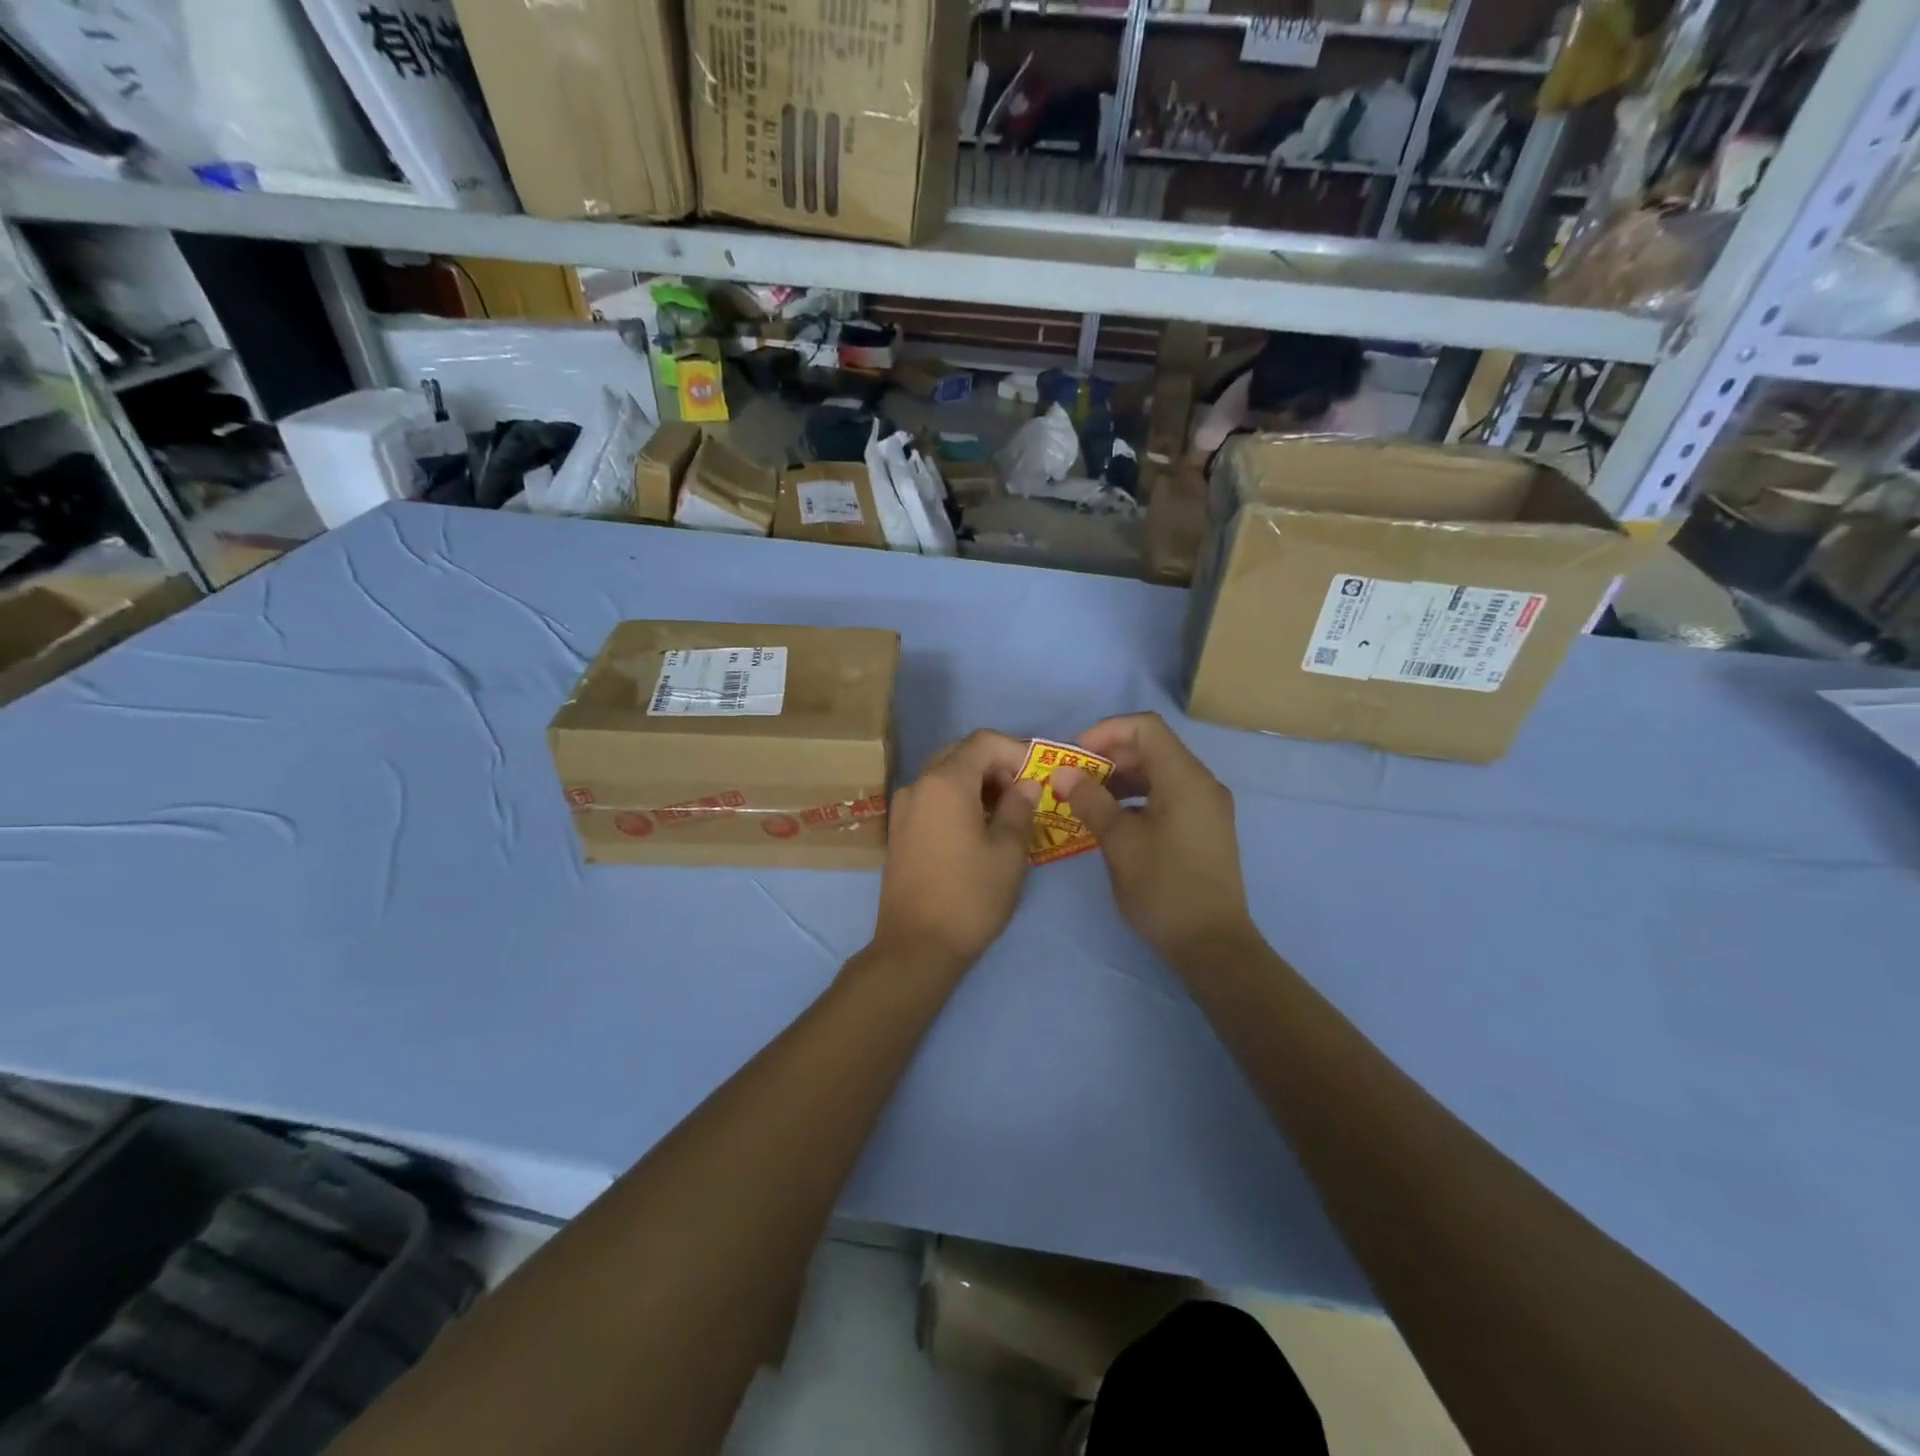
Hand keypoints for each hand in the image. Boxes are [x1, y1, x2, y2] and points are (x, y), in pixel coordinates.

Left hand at [870, 730, 1041, 974]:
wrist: (916, 946)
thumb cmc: (970, 897)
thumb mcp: (1008, 853)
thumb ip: (1019, 809)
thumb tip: (1026, 785)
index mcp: (945, 782)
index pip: (983, 741)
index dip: (1015, 750)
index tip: (1037, 775)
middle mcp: (918, 785)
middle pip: (960, 753)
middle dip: (994, 764)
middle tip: (1022, 792)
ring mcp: (904, 807)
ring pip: (944, 774)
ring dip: (976, 781)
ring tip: (1004, 812)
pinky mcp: (899, 829)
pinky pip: (932, 796)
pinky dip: (957, 798)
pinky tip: (977, 827)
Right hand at [1051, 713, 1256, 969]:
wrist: (1212, 945)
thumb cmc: (1163, 887)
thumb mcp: (1119, 842)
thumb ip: (1090, 800)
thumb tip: (1063, 773)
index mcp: (1185, 778)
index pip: (1145, 727)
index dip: (1106, 731)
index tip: (1075, 755)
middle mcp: (1202, 783)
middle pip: (1153, 747)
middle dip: (1110, 756)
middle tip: (1075, 779)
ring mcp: (1207, 806)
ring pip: (1160, 772)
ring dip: (1122, 778)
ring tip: (1088, 800)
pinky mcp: (1205, 828)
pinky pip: (1169, 795)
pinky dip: (1139, 797)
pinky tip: (1114, 821)